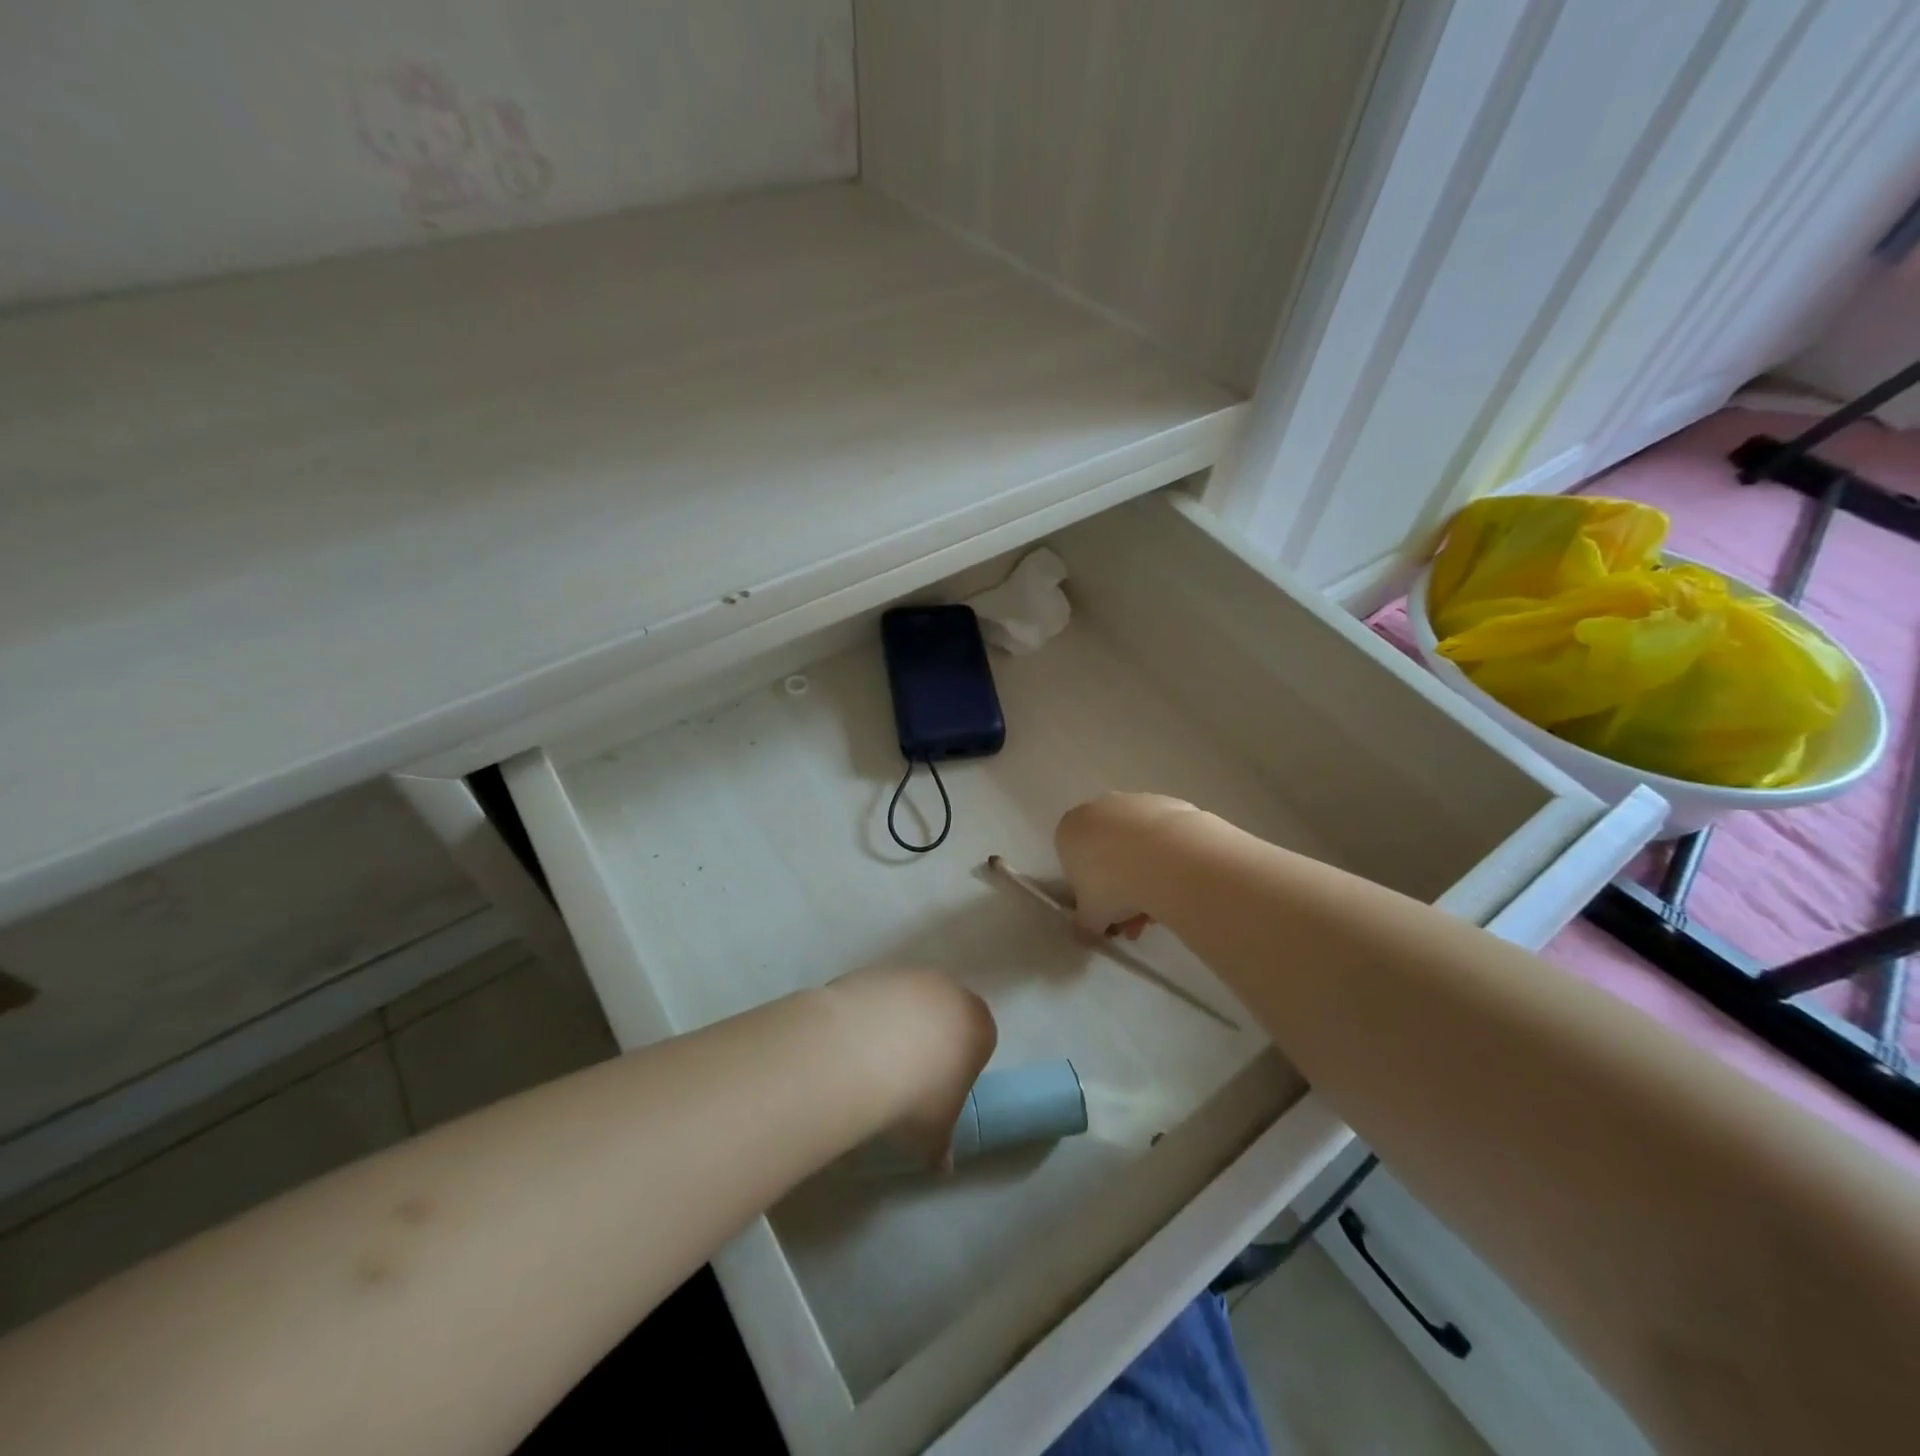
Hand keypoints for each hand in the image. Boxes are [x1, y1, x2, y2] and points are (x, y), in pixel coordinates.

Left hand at [825, 965, 996, 1168]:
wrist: (861, 1050)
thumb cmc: (917, 1094)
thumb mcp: (935, 1132)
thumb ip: (942, 1144)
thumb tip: (942, 1164)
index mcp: (977, 1024)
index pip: (979, 1041)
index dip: (960, 1067)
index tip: (938, 1092)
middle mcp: (949, 989)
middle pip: (944, 1014)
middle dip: (930, 1040)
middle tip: (906, 1078)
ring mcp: (910, 975)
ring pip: (909, 1002)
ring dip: (896, 1025)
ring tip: (871, 1063)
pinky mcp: (873, 971)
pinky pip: (876, 997)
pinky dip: (868, 1016)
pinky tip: (850, 1044)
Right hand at [1054, 793, 1202, 940]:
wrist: (1167, 858)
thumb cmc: (1114, 885)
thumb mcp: (1090, 917)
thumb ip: (1083, 925)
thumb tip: (1084, 934)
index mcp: (1069, 830)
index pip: (1072, 863)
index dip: (1088, 893)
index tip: (1105, 914)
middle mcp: (1098, 809)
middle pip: (1106, 854)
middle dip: (1120, 890)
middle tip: (1135, 921)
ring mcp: (1134, 803)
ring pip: (1135, 847)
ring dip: (1144, 878)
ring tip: (1163, 911)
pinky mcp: (1168, 803)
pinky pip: (1162, 839)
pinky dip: (1167, 860)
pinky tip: (1179, 884)